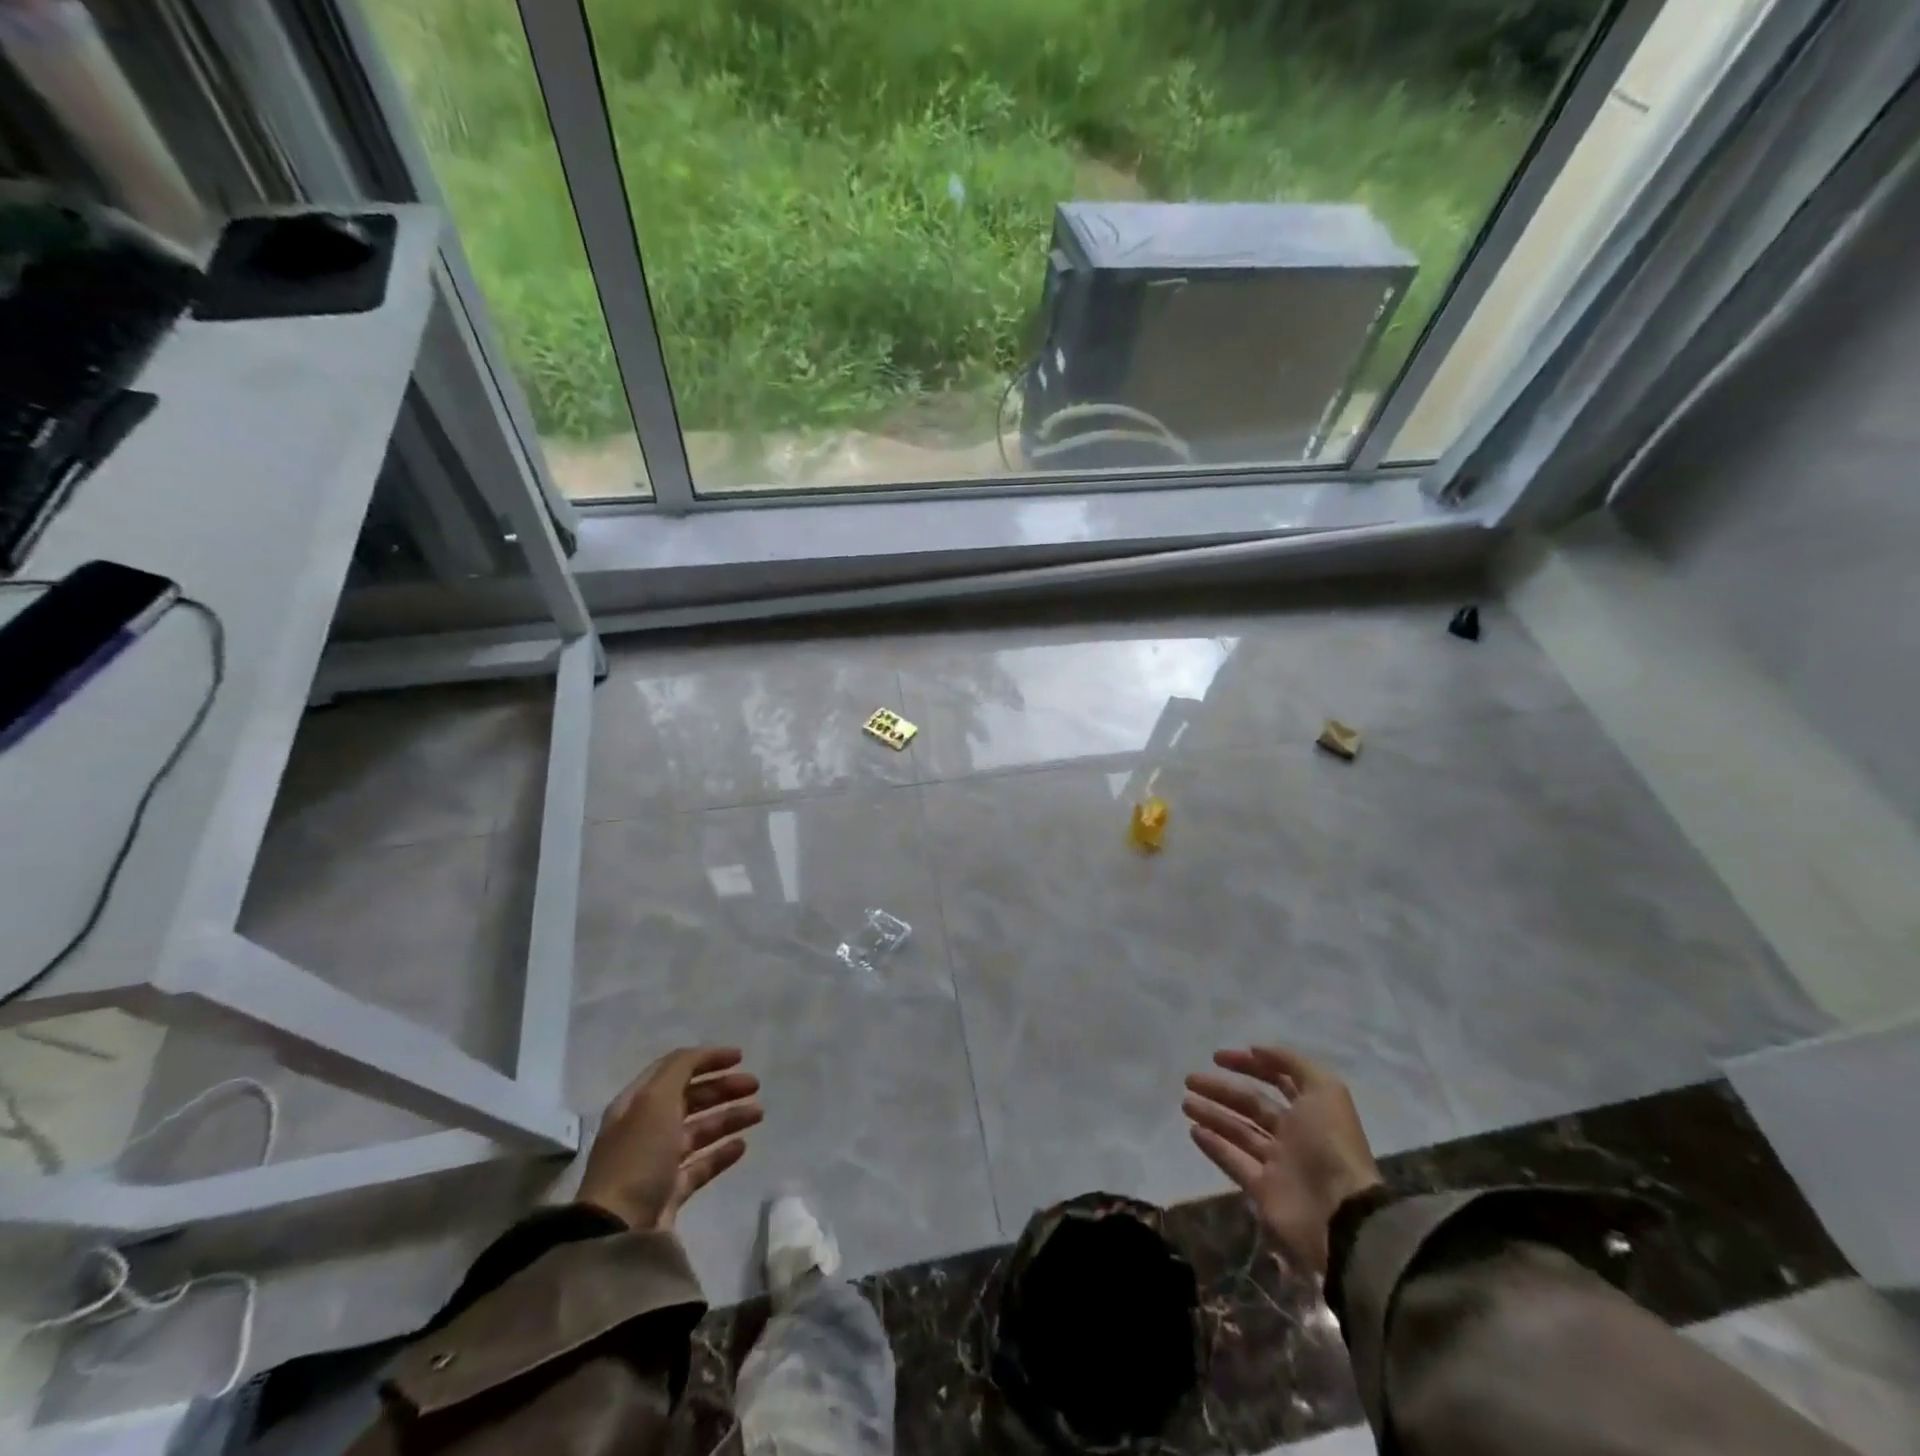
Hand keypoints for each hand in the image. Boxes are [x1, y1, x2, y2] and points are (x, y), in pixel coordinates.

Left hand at [577, 1046, 763, 1231]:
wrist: (619, 1230)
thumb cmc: (638, 1155)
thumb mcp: (655, 1100)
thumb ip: (680, 1069)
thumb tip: (702, 1055)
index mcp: (637, 1103)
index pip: (675, 1069)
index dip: (706, 1059)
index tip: (739, 1057)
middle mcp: (646, 1128)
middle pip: (690, 1099)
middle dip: (723, 1088)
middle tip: (755, 1086)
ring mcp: (658, 1162)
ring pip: (699, 1130)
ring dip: (729, 1117)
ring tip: (758, 1114)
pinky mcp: (670, 1192)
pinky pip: (701, 1165)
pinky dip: (722, 1153)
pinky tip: (742, 1146)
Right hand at [1183, 1046, 1381, 1275]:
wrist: (1341, 1213)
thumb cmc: (1330, 1143)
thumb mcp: (1324, 1089)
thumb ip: (1292, 1063)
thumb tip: (1256, 1050)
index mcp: (1310, 1110)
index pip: (1276, 1079)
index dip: (1249, 1064)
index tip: (1217, 1057)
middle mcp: (1293, 1133)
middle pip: (1251, 1105)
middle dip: (1221, 1090)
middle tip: (1190, 1079)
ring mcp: (1277, 1163)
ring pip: (1238, 1131)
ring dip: (1212, 1114)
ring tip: (1185, 1103)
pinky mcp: (1263, 1190)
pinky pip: (1234, 1162)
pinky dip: (1214, 1146)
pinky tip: (1193, 1130)